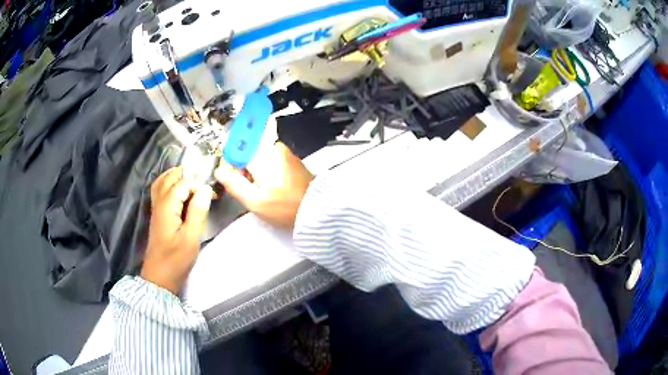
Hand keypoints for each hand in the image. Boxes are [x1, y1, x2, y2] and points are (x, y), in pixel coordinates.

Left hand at [141, 167, 212, 293]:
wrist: (159, 276)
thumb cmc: (176, 259)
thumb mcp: (191, 238)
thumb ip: (198, 211)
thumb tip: (206, 189)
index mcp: (167, 206)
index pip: (183, 183)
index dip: (199, 185)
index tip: (213, 196)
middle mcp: (159, 203)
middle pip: (169, 178)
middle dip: (186, 174)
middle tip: (203, 180)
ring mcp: (156, 209)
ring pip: (161, 183)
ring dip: (175, 177)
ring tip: (191, 179)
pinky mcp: (157, 216)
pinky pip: (160, 192)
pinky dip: (168, 185)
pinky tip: (179, 192)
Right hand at [214, 142, 313, 227]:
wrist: (317, 209)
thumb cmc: (283, 207)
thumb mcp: (254, 201)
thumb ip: (234, 184)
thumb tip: (219, 171)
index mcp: (262, 154)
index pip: (237, 150)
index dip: (232, 165)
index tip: (235, 180)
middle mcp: (274, 147)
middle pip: (248, 153)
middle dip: (245, 170)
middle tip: (252, 190)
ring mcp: (285, 152)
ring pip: (260, 158)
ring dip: (257, 173)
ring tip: (265, 192)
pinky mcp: (293, 159)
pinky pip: (272, 161)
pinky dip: (268, 172)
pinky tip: (274, 188)